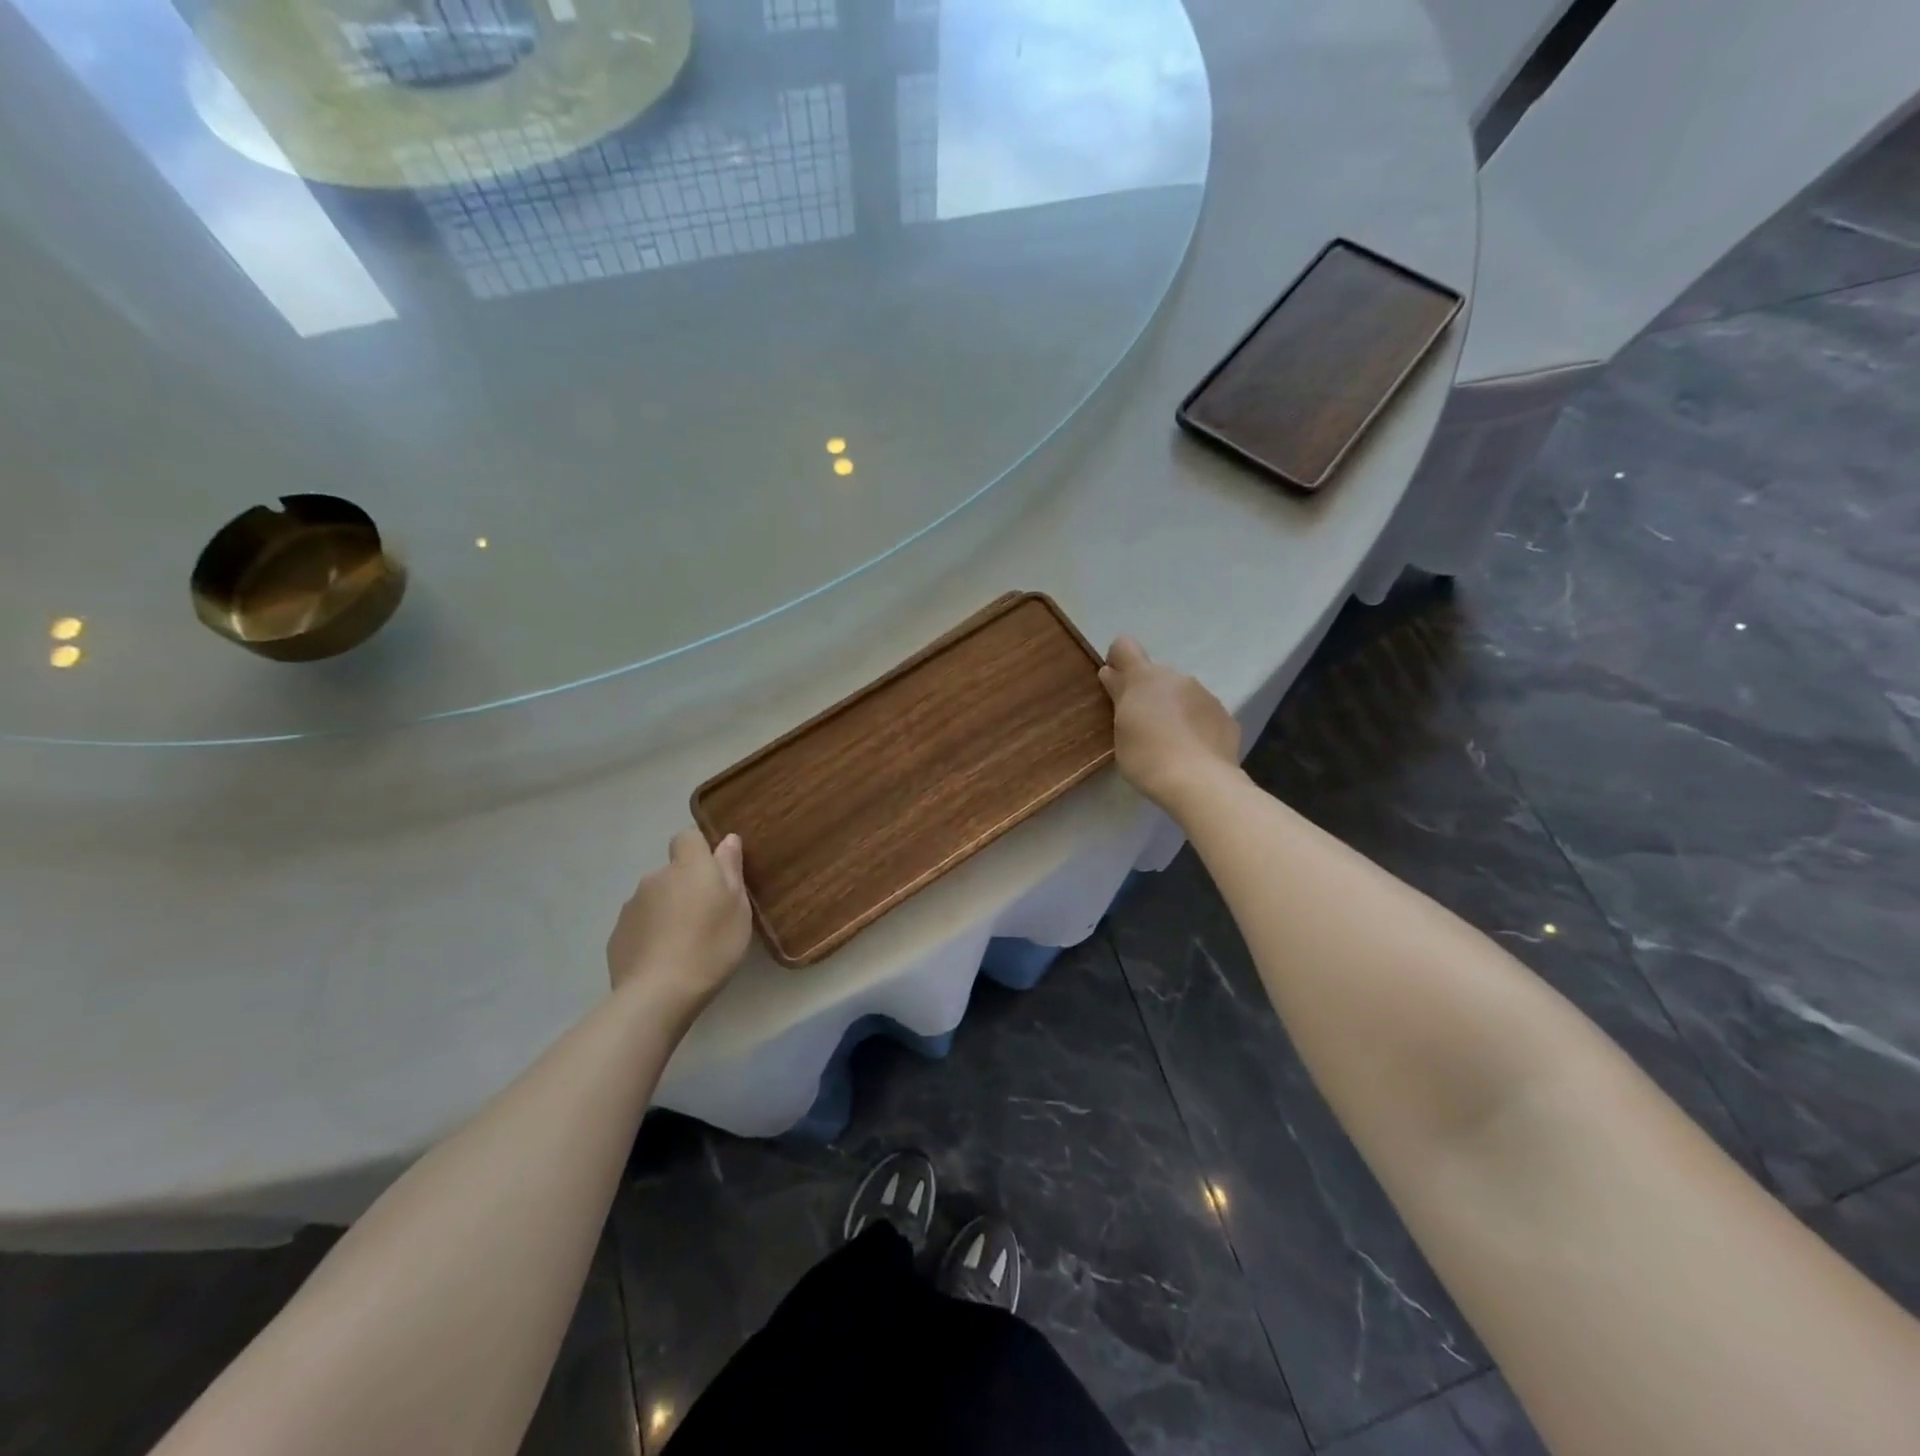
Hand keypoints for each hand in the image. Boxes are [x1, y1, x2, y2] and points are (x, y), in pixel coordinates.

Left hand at [607, 830, 752, 1013]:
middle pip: (672, 871)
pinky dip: (651, 933)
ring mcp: (631, 906)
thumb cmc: (711, 946)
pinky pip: (640, 924)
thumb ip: (730, 870)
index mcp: (688, 867)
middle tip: (706, 916)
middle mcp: (655, 878)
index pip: (688, 836)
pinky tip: (663, 959)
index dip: (700, 849)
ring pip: (655, 898)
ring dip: (668, 910)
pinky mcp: (617, 934)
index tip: (714, 871)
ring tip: (684, 942)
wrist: (658, 994)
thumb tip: (727, 839)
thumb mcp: (737, 908)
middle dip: (686, 886)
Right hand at [1099, 636, 1241, 810]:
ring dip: (1173, 709)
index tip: (1115, 684)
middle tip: (1142, 726)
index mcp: (1144, 678)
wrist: (1200, 782)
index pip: (1125, 646)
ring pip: (1182, 694)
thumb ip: (1119, 700)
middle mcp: (1177, 677)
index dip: (1118, 660)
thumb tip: (1113, 676)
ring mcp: (1205, 694)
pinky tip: (1192, 751)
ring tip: (1170, 743)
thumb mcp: (1121, 731)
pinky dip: (1195, 725)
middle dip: (1148, 693)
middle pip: (1155, 675)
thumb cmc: (1147, 758)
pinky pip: (1203, 713)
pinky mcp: (1225, 715)